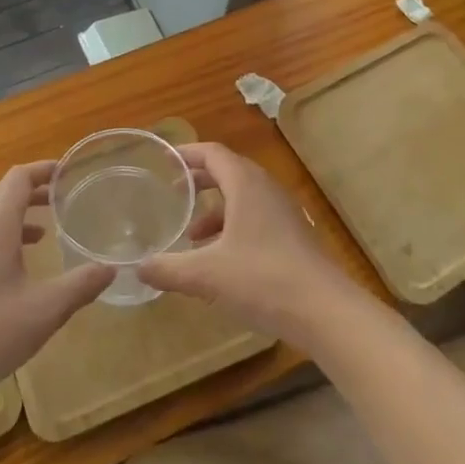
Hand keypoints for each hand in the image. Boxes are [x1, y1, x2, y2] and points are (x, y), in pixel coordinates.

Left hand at [0, 162, 111, 400]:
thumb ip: (80, 286)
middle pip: (2, 191)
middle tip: (63, 199)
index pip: (18, 178)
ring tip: (47, 230)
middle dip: (33, 190)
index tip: (69, 172)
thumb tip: (111, 269)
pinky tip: (18, 264)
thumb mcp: (44, 310)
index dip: (43, 170)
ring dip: (17, 214)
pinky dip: (3, 235)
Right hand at [139, 143, 350, 344]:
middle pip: (228, 172)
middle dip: (199, 180)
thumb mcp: (206, 275)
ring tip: (192, 235)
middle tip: (173, 192)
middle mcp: (266, 190)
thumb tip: (138, 267)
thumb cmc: (263, 279)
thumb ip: (169, 269)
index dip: (187, 154)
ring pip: (243, 198)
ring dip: (216, 209)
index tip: (164, 161)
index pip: (213, 153)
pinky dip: (233, 228)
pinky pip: (256, 218)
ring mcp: (284, 213)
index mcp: (245, 185)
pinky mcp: (293, 237)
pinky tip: (221, 260)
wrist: (325, 310)